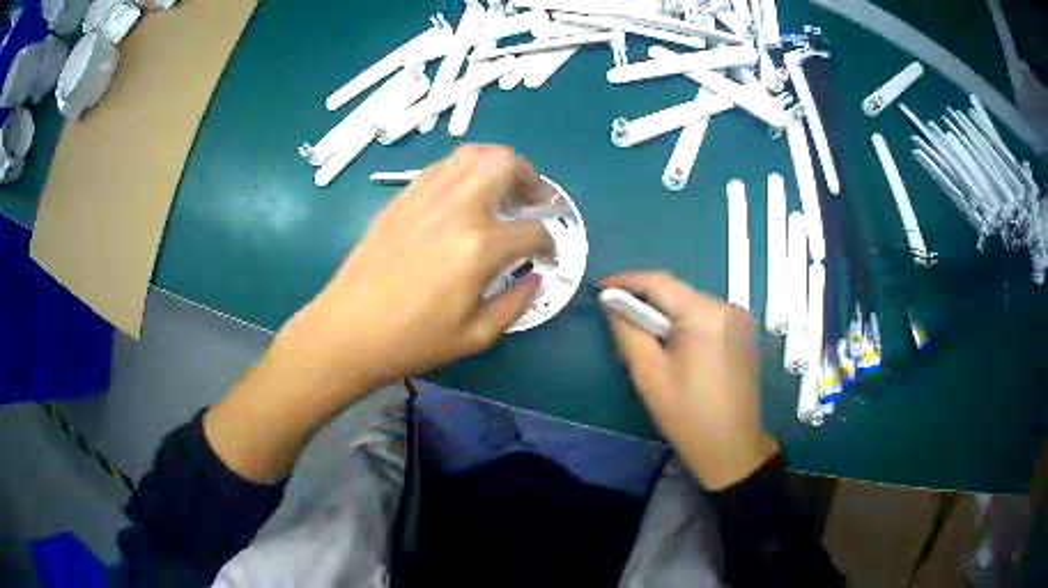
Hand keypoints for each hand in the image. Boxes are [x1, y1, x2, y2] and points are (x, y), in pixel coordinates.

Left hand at [284, 145, 553, 394]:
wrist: (348, 330)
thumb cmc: (412, 340)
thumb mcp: (475, 336)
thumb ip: (516, 304)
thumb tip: (537, 277)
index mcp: (480, 246)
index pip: (533, 230)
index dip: (549, 243)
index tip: (547, 255)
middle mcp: (458, 207)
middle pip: (507, 164)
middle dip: (532, 180)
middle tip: (534, 203)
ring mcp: (427, 195)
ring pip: (475, 153)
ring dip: (499, 165)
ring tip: (503, 191)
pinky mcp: (404, 196)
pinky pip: (444, 166)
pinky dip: (466, 170)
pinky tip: (465, 196)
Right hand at [600, 272, 777, 489]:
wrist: (732, 448)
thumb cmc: (688, 416)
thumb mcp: (649, 375)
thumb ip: (628, 332)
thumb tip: (612, 303)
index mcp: (705, 315)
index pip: (659, 282)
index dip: (625, 281)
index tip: (598, 288)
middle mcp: (727, 307)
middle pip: (677, 292)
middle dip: (644, 300)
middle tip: (616, 316)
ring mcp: (740, 319)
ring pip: (691, 304)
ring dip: (664, 314)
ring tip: (642, 335)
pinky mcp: (744, 333)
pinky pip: (706, 317)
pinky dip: (684, 323)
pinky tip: (672, 345)